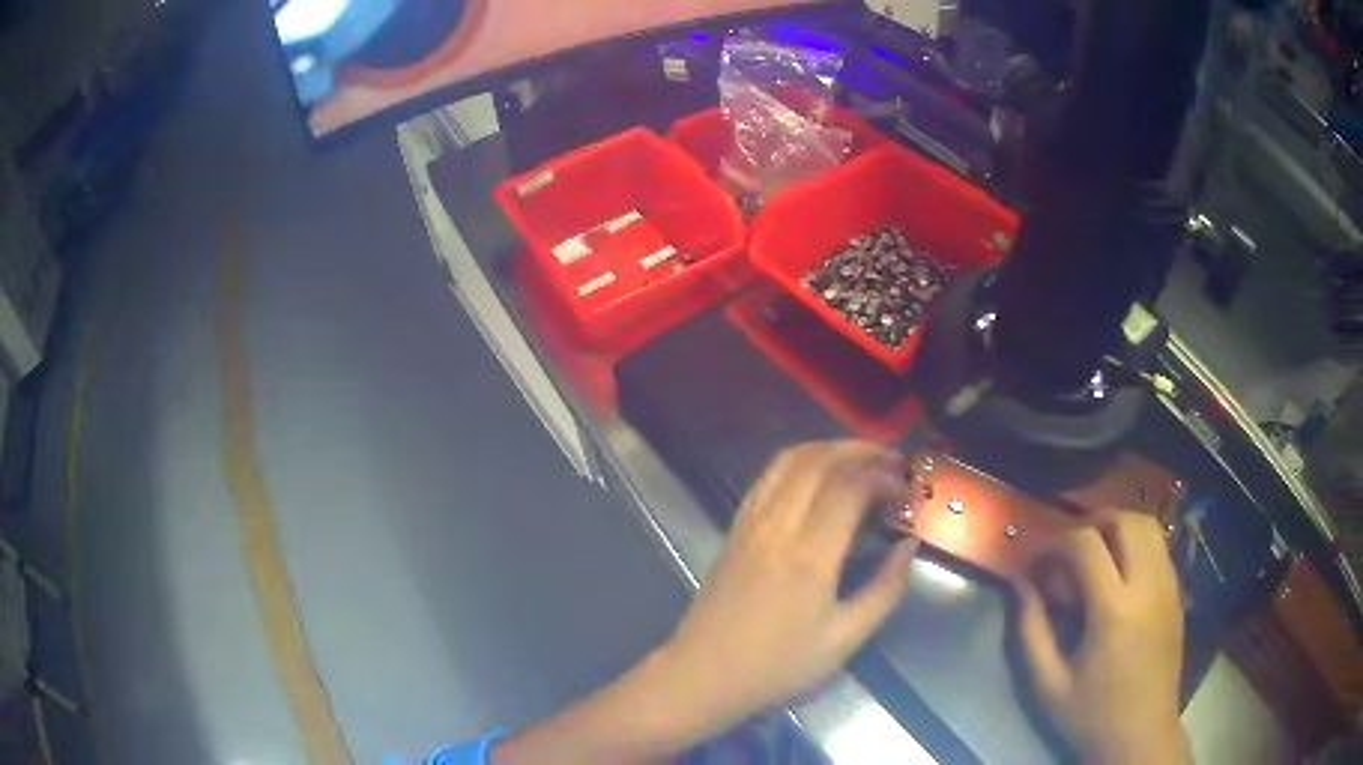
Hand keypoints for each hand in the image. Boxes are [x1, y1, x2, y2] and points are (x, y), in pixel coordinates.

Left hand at [657, 441, 918, 738]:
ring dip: (829, 449)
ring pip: (789, 460)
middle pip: (819, 460)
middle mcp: (777, 526)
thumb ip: (885, 589)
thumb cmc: (778, 666)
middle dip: (861, 450)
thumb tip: (909, 546)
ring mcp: (750, 523)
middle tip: (892, 461)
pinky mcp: (735, 528)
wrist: (704, 675)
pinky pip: (767, 477)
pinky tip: (817, 477)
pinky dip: (798, 462)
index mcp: (809, 555)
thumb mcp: (844, 640)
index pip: (850, 486)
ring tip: (861, 460)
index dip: (884, 477)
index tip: (906, 491)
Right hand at [1016, 512, 1188, 764]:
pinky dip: (1136, 543)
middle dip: (1093, 521)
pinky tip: (1119, 573)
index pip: (1087, 544)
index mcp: (1114, 610)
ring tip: (1094, 553)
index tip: (1038, 556)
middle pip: (1126, 520)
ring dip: (1118, 526)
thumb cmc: (1090, 713)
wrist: (1141, 733)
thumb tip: (1019, 582)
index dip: (1057, 540)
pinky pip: (1159, 546)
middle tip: (1068, 546)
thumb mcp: (1048, 683)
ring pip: (1149, 525)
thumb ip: (1031, 629)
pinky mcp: (1177, 593)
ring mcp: (1169, 586)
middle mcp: (1148, 586)